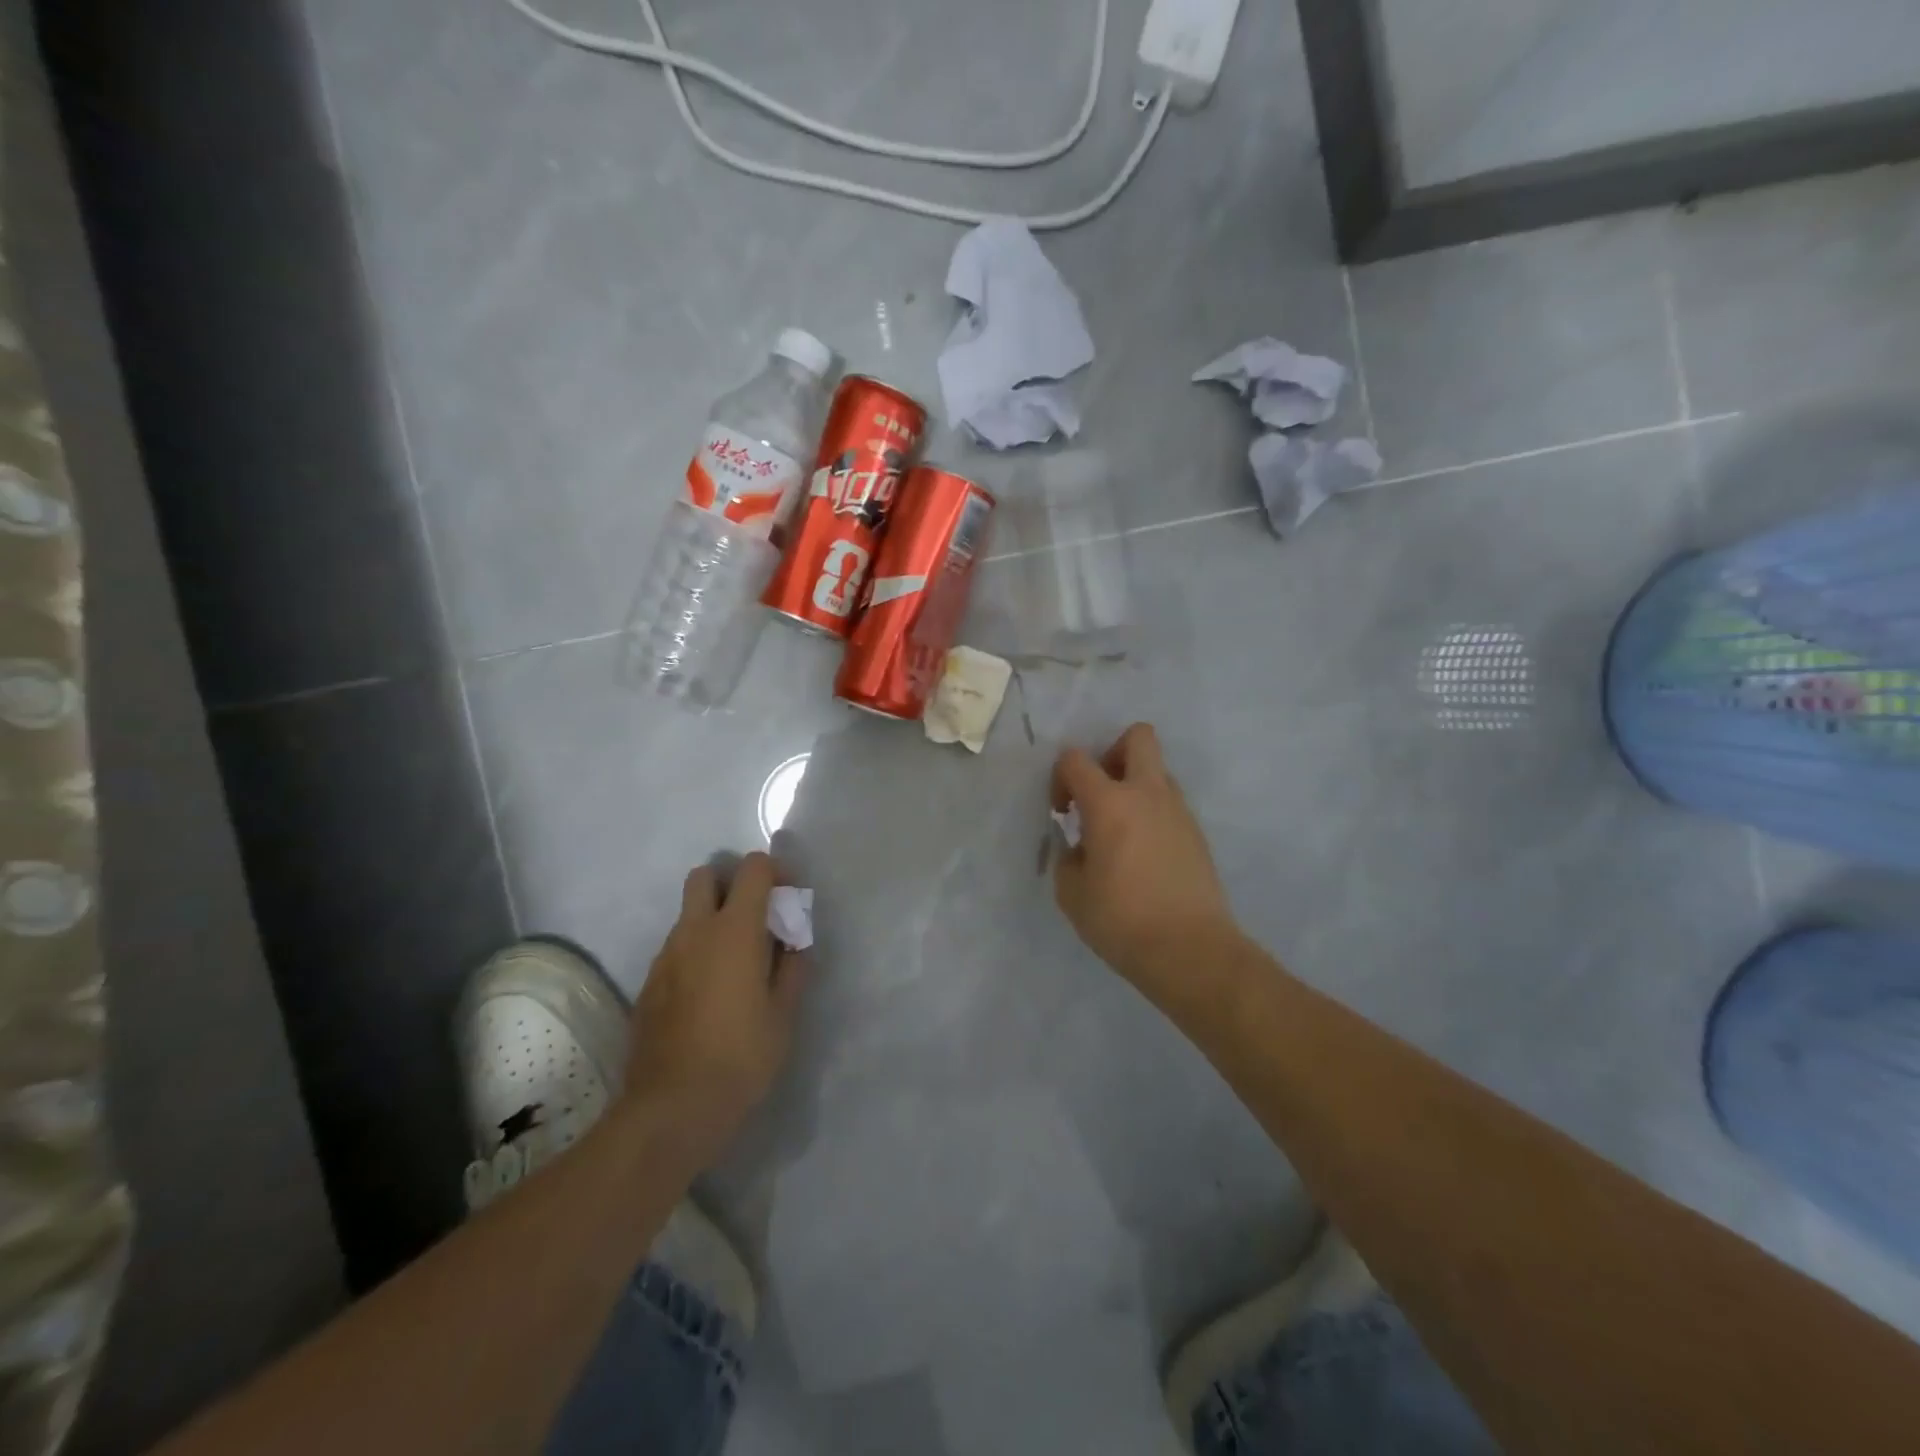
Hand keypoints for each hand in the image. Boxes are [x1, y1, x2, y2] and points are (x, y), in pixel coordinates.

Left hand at [624, 852, 807, 1167]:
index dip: (775, 872)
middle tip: (755, 918)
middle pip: (705, 876)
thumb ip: (793, 967)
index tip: (788, 899)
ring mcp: (666, 956)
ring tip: (736, 963)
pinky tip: (710, 993)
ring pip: (688, 914)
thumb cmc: (741, 1057)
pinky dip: (696, 951)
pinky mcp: (648, 983)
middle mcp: (695, 931)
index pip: (753, 868)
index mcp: (735, 930)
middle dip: (731, 883)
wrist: (672, 1108)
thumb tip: (795, 941)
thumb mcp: (784, 1013)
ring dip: (713, 920)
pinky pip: (676, 948)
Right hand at [1052, 723, 1237, 1003]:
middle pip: (1138, 737)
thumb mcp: (1072, 893)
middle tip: (1100, 793)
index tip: (1062, 812)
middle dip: (1112, 752)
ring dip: (1134, 786)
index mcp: (1110, 803)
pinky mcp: (1197, 833)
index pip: (1076, 759)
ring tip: (1120, 831)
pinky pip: (1169, 804)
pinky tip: (1142, 854)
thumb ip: (1068, 857)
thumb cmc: (1122, 920)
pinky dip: (1151, 814)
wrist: (1191, 950)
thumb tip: (1079, 847)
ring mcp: (1179, 811)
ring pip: (1157, 771)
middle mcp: (1148, 794)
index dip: (1061, 777)